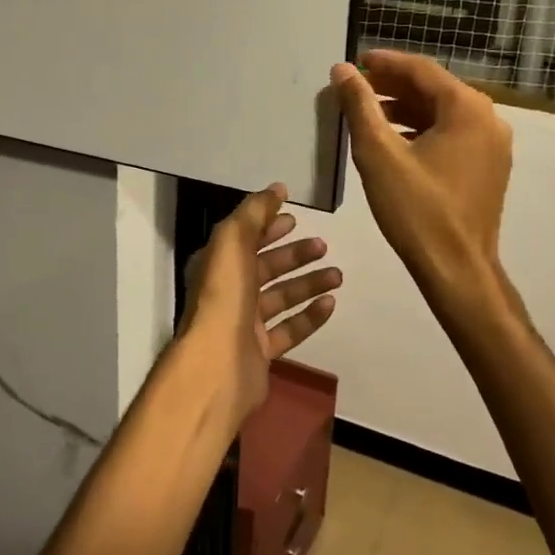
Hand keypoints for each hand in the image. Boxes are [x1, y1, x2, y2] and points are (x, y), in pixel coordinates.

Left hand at [179, 184, 341, 425]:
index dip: (268, 226)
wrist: (217, 365)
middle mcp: (229, 292)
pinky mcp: (262, 352)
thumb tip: (277, 189)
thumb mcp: (233, 241)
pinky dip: (310, 315)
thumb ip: (255, 212)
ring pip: (281, 297)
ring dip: (308, 283)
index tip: (295, 219)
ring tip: (337, 274)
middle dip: (294, 255)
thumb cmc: (223, 296)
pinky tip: (331, 304)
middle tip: (323, 246)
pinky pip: (290, 329)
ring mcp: (245, 324)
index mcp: (217, 264)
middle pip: (266, 267)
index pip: (245, 239)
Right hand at [330, 50, 511, 290]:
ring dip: (406, 109)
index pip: (421, 69)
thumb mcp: (378, 153)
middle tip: (357, 87)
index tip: (356, 62)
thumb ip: (359, 106)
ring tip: (368, 113)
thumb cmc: (416, 209)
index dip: (385, 62)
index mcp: (467, 108)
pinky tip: (394, 141)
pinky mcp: (489, 168)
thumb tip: (342, 70)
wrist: (457, 269)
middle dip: (393, 85)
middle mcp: (488, 119)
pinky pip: (453, 135)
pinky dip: (423, 130)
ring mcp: (493, 145)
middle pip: (435, 89)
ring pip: (443, 113)